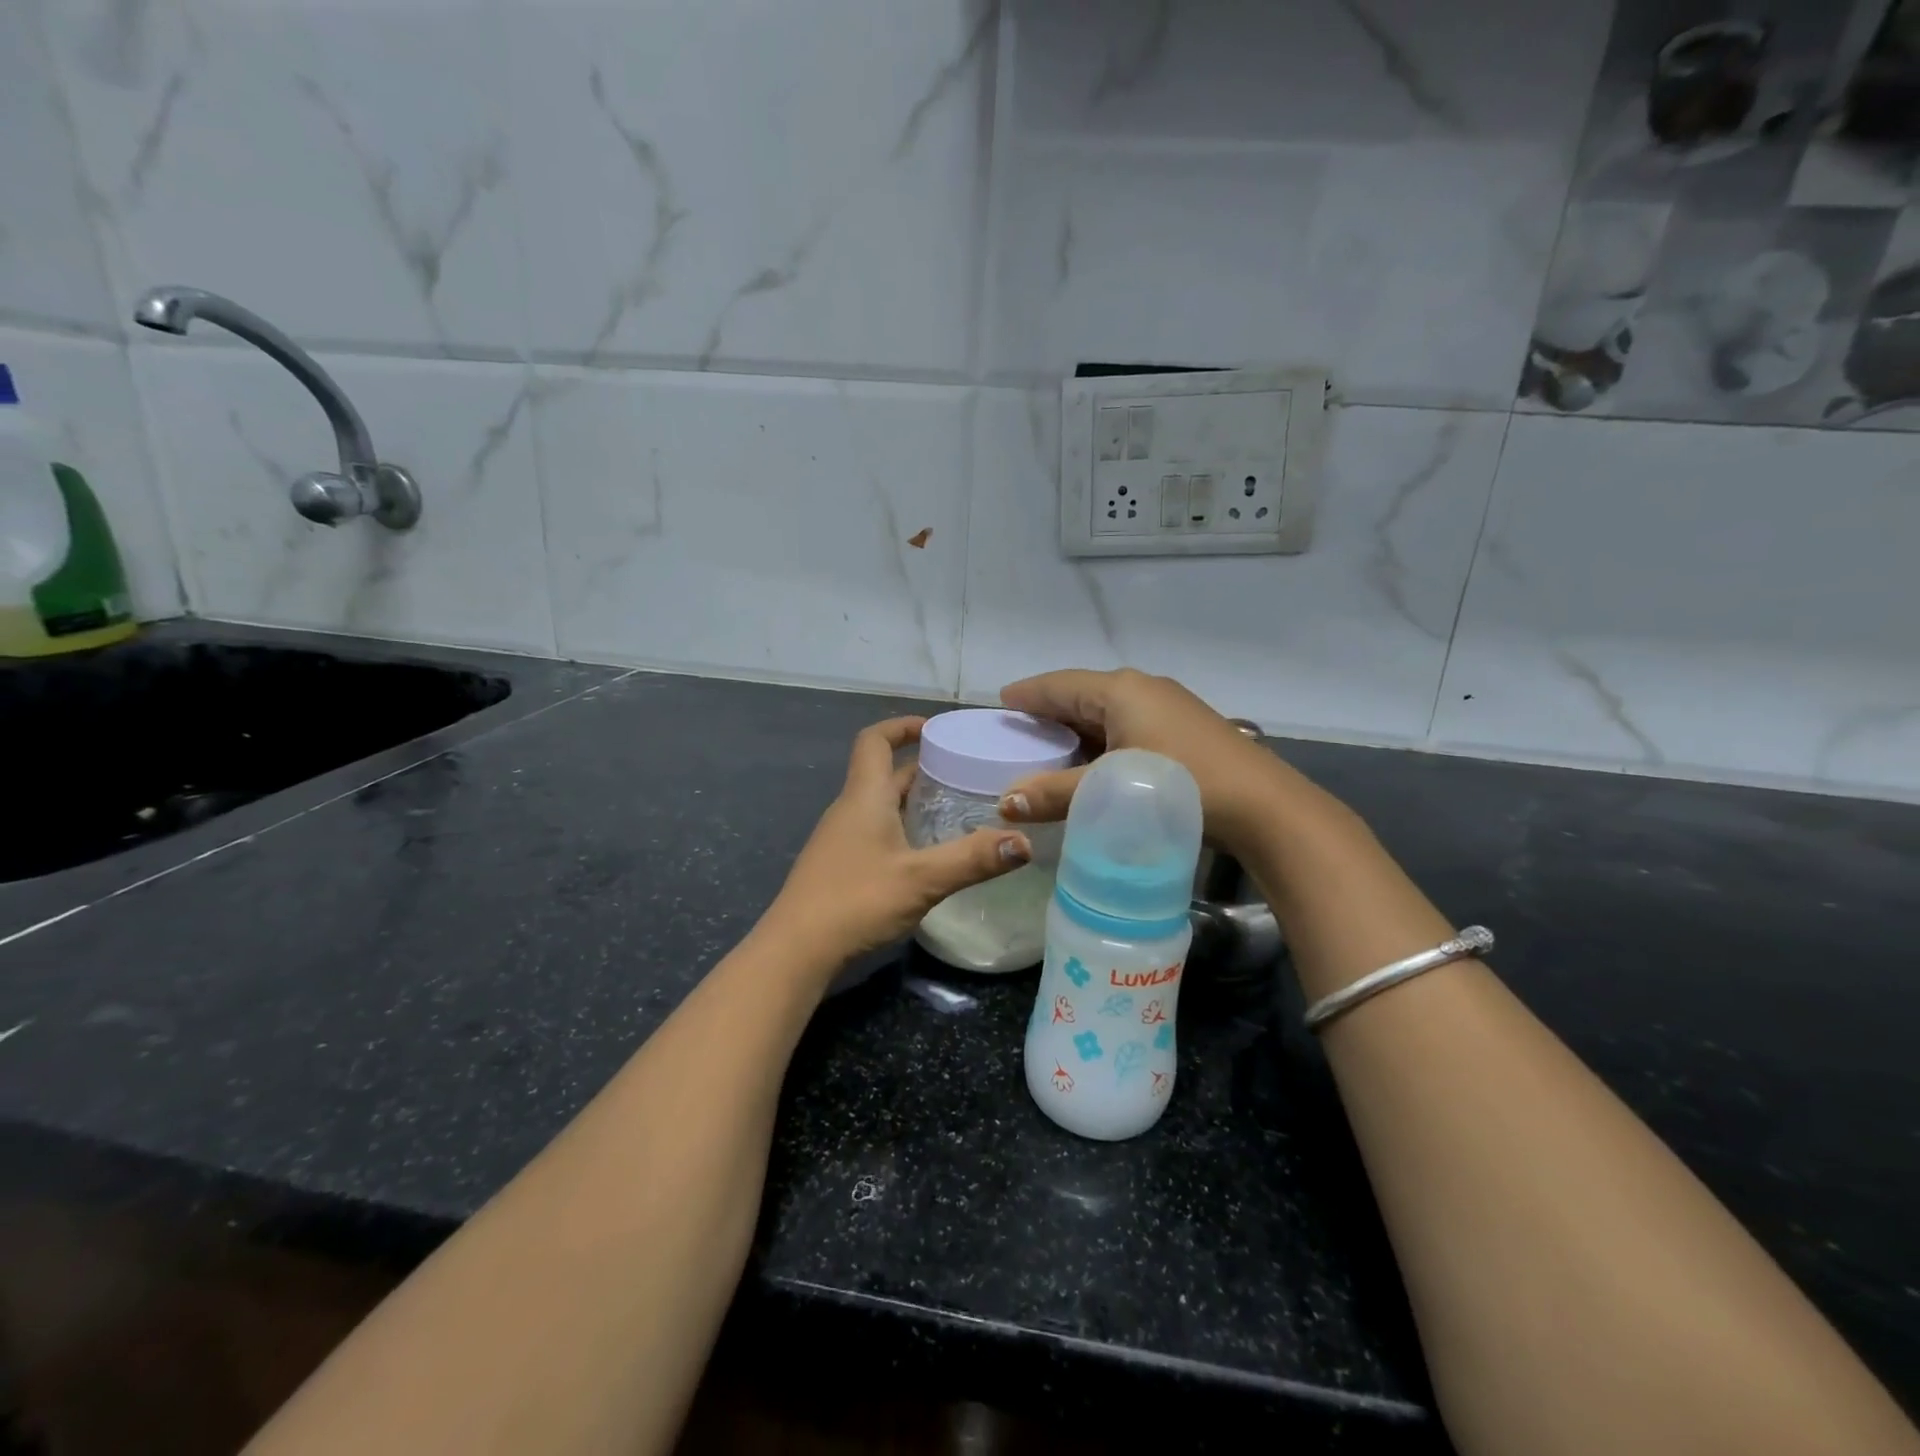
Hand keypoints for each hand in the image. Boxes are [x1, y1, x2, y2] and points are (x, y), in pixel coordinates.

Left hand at [762, 717, 1031, 974]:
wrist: (796, 950)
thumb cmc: (856, 900)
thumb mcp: (922, 879)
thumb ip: (973, 859)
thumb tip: (1023, 842)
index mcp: (864, 797)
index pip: (875, 740)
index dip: (902, 726)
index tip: (936, 729)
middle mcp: (849, 809)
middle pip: (883, 773)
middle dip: (922, 768)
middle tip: (965, 775)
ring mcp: (841, 838)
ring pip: (880, 804)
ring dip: (913, 800)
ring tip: (956, 811)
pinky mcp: (840, 865)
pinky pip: (875, 830)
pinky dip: (903, 828)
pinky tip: (927, 854)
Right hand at [998, 669, 1288, 853]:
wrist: (1263, 807)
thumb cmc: (1180, 784)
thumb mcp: (1110, 789)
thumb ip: (1055, 794)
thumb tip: (1005, 802)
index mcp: (1121, 690)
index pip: (1059, 685)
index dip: (1028, 694)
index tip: (1001, 703)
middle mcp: (1143, 689)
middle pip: (1082, 696)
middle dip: (1049, 714)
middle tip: (1018, 734)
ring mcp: (1168, 708)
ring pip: (1106, 714)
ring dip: (1077, 732)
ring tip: (1049, 752)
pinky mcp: (1184, 730)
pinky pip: (1127, 728)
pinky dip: (1102, 743)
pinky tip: (1094, 765)